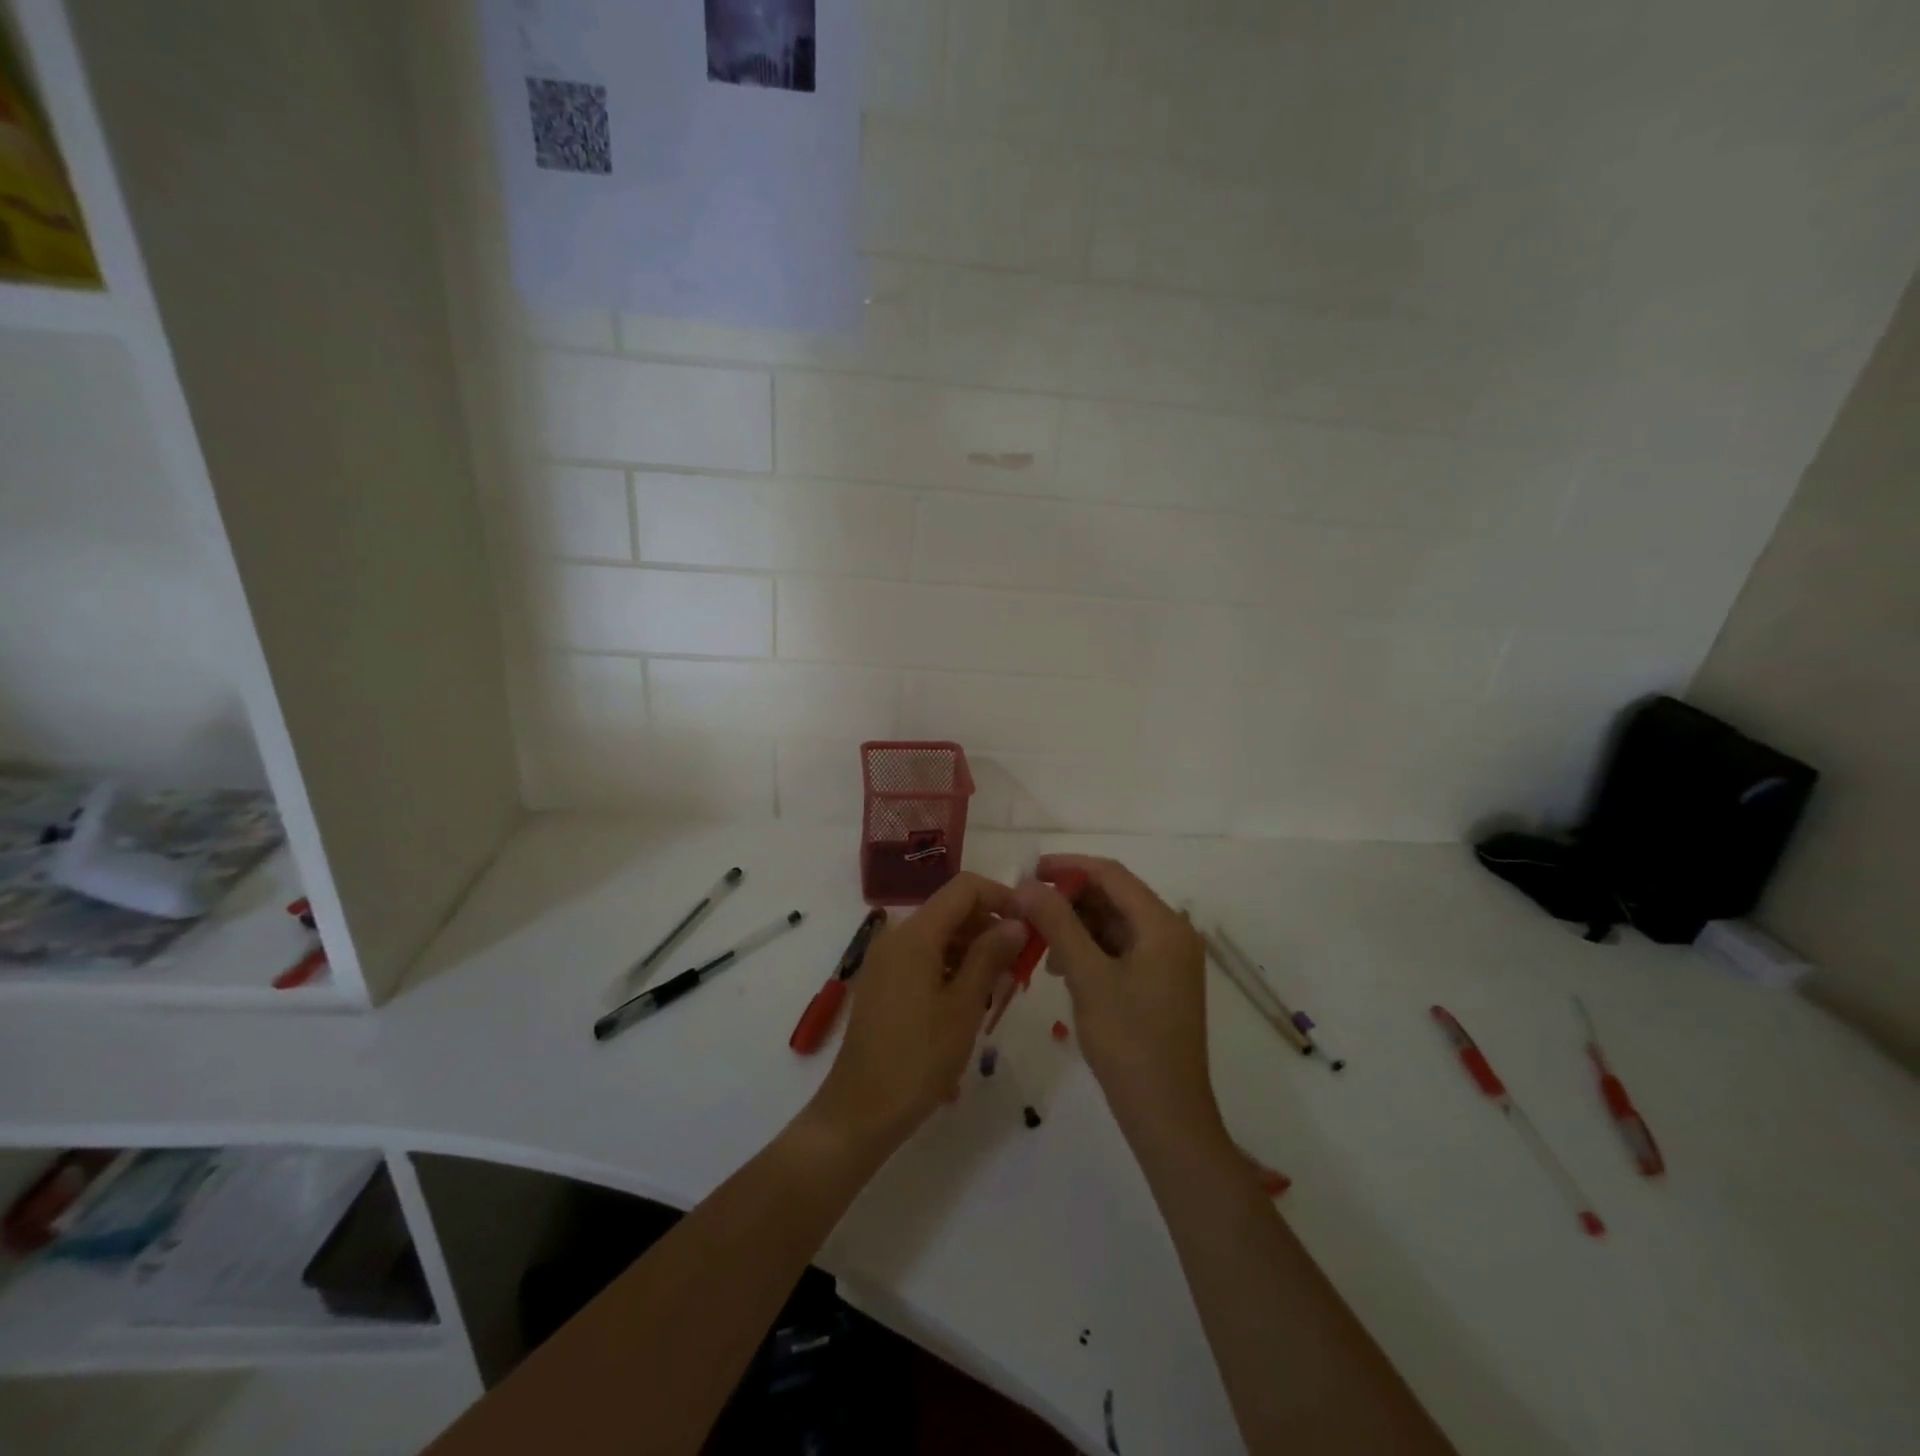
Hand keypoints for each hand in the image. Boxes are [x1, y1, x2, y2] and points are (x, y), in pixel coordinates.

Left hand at [806, 872, 1025, 1156]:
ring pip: (940, 935)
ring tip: (1002, 988)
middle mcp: (897, 936)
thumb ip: (991, 956)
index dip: (1001, 896)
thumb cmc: (918, 1059)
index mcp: (915, 934)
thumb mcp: (964, 1007)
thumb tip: (1016, 921)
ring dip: (974, 951)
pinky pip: (925, 957)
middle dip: (990, 928)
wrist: (860, 1111)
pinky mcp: (884, 982)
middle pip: (952, 910)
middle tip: (1021, 965)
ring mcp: (887, 960)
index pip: (964, 888)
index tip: (1030, 924)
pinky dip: (952, 967)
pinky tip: (972, 1000)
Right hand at [1011, 856, 1222, 1147]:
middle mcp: (1171, 933)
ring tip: (1037, 942)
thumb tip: (1026, 885)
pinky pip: (1119, 949)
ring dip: (1075, 925)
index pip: (1111, 874)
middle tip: (1025, 909)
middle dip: (1068, 899)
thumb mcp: (1087, 977)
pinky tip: (1060, 967)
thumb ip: (1057, 924)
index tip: (1027, 871)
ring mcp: (1167, 960)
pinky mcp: (1159, 983)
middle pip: (1113, 897)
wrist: (1167, 1116)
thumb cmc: (1129, 1042)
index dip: (1068, 866)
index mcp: (1163, 924)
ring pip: (1113, 924)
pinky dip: (1089, 949)